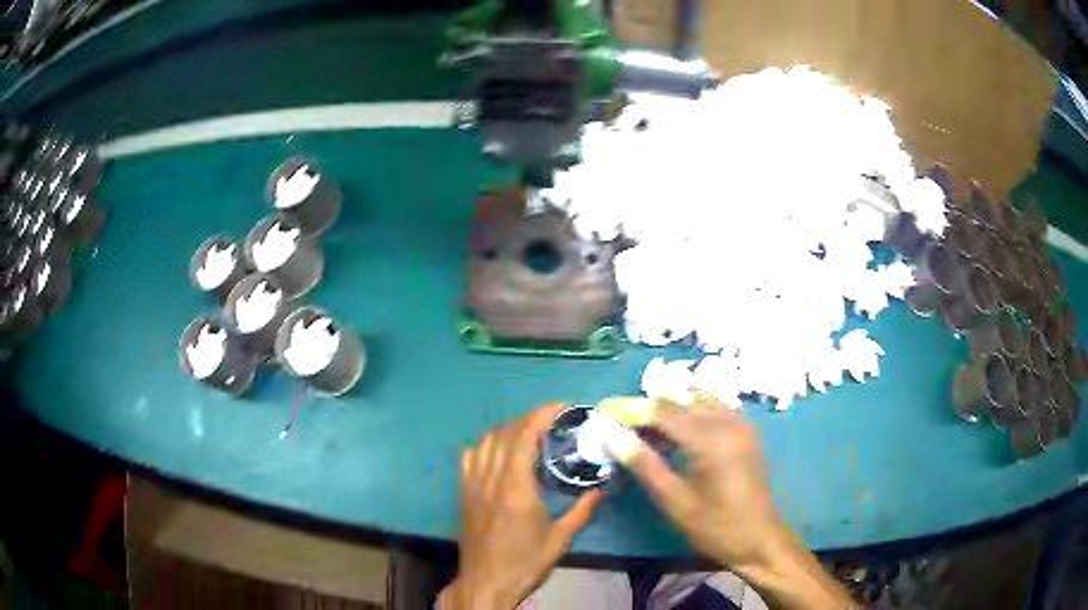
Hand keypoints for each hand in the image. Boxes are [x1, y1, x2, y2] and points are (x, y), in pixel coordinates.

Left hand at [441, 404, 601, 609]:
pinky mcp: (464, 494)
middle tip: (553, 420)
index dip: (541, 414)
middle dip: (529, 418)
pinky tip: (497, 451)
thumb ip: (582, 511)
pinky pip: (469, 458)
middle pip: (505, 433)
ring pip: (485, 441)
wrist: (486, 582)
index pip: (524, 436)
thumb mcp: (560, 539)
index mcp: (516, 487)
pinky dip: (484, 445)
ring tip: (529, 431)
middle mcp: (491, 478)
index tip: (562, 407)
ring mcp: (473, 485)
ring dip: (507, 428)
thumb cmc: (525, 562)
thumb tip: (600, 490)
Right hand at [601, 397, 781, 568]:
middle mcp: (728, 421)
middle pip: (679, 400)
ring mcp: (741, 423)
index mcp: (710, 439)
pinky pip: (714, 406)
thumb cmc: (715, 526)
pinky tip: (676, 429)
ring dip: (668, 408)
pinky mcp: (746, 430)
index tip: (602, 410)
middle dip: (646, 408)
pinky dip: (691, 410)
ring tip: (643, 428)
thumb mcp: (675, 501)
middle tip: (618, 423)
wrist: (759, 538)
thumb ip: (644, 464)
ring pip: (697, 399)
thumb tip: (612, 436)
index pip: (662, 410)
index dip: (630, 408)